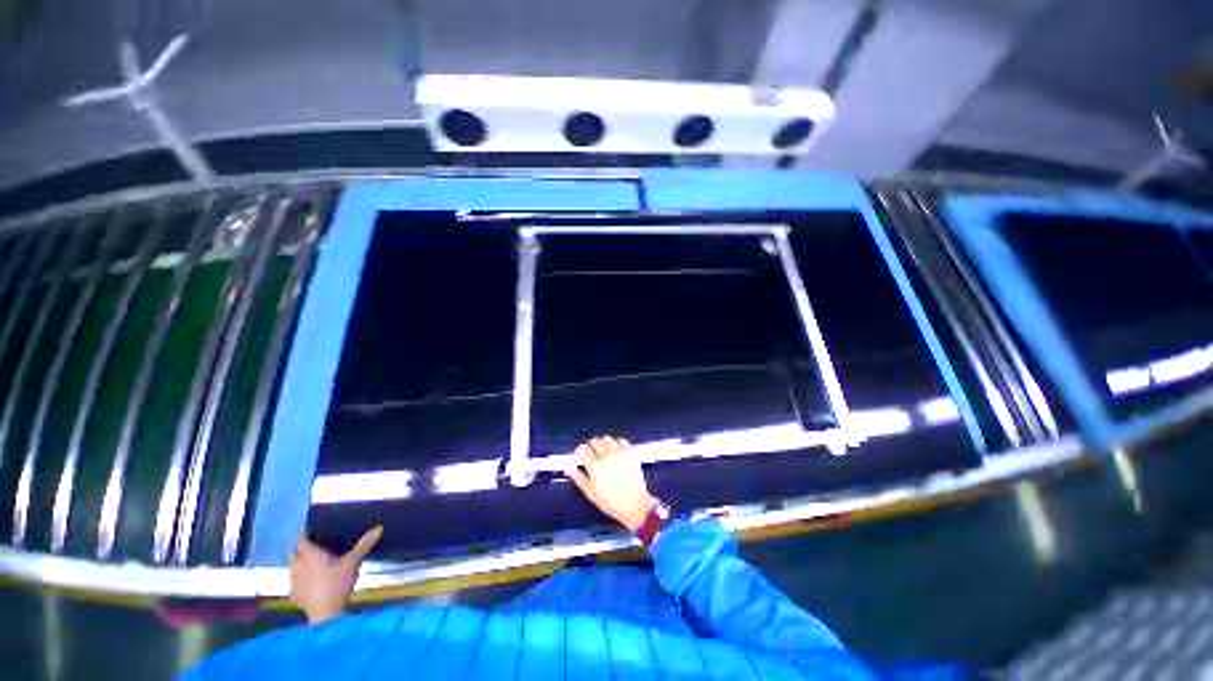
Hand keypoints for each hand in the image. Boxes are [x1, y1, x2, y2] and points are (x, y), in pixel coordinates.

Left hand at [289, 526, 382, 623]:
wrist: (325, 613)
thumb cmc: (336, 584)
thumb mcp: (352, 562)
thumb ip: (363, 545)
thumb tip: (378, 527)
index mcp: (309, 556)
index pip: (300, 541)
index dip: (304, 535)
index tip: (311, 530)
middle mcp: (298, 567)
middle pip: (294, 553)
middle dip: (300, 549)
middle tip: (313, 544)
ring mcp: (295, 582)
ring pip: (293, 567)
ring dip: (299, 563)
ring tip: (312, 561)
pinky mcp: (296, 595)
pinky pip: (295, 581)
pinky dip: (301, 577)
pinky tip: (310, 580)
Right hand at [565, 436, 656, 533]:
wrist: (635, 504)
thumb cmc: (611, 502)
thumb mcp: (591, 493)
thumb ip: (578, 478)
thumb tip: (569, 468)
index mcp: (595, 465)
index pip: (582, 449)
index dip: (580, 451)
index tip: (581, 455)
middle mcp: (606, 455)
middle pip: (595, 441)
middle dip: (591, 446)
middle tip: (593, 454)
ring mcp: (620, 452)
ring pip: (607, 438)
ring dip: (604, 443)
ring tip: (605, 452)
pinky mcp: (631, 452)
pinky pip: (622, 440)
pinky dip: (617, 443)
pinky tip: (617, 451)